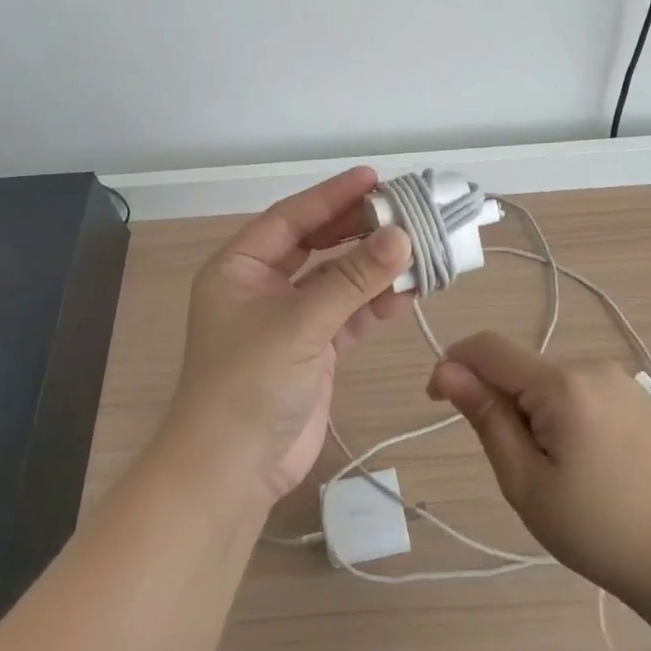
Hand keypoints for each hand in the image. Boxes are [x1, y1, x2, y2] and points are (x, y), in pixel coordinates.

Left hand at [164, 167, 413, 505]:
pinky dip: (376, 304)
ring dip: (375, 269)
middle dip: (359, 231)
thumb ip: (353, 279)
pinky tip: (409, 292)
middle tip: (405, 212)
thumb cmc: (249, 382)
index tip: (374, 178)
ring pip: (338, 280)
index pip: (292, 218)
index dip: (332, 196)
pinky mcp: (314, 350)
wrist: (231, 471)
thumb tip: (402, 236)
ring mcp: (290, 319)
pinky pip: (349, 315)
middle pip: (318, 245)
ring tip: (419, 252)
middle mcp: (263, 286)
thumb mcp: (300, 322)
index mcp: (241, 267)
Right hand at [428, 331, 650, 611]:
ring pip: (546, 381)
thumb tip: (446, 371)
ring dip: (532, 412)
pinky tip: (585, 463)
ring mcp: (617, 378)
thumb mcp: (526, 482)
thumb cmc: (599, 529)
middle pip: (519, 368)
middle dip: (500, 403)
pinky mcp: (634, 395)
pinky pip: (576, 390)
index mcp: (561, 384)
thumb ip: (485, 418)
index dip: (453, 365)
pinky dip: (560, 415)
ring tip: (557, 473)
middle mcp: (590, 365)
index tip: (438, 403)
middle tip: (518, 469)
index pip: (487, 347)